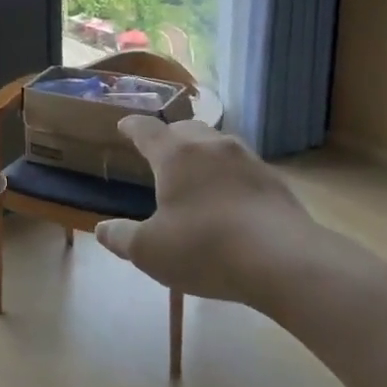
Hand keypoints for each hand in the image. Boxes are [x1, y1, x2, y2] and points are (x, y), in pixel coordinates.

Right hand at [94, 118, 367, 310]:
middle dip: (170, 136)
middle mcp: (211, 146)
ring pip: (217, 145)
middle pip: (185, 129)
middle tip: (161, 152)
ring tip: (196, 173)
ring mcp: (247, 159)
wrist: (283, 260)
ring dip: (202, 154)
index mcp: (175, 155)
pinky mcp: (274, 181)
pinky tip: (230, 199)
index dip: (132, 127)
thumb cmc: (204, 248)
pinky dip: (229, 176)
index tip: (124, 126)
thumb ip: (122, 238)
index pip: (146, 129)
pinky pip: (242, 168)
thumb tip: (102, 230)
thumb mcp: (150, 251)